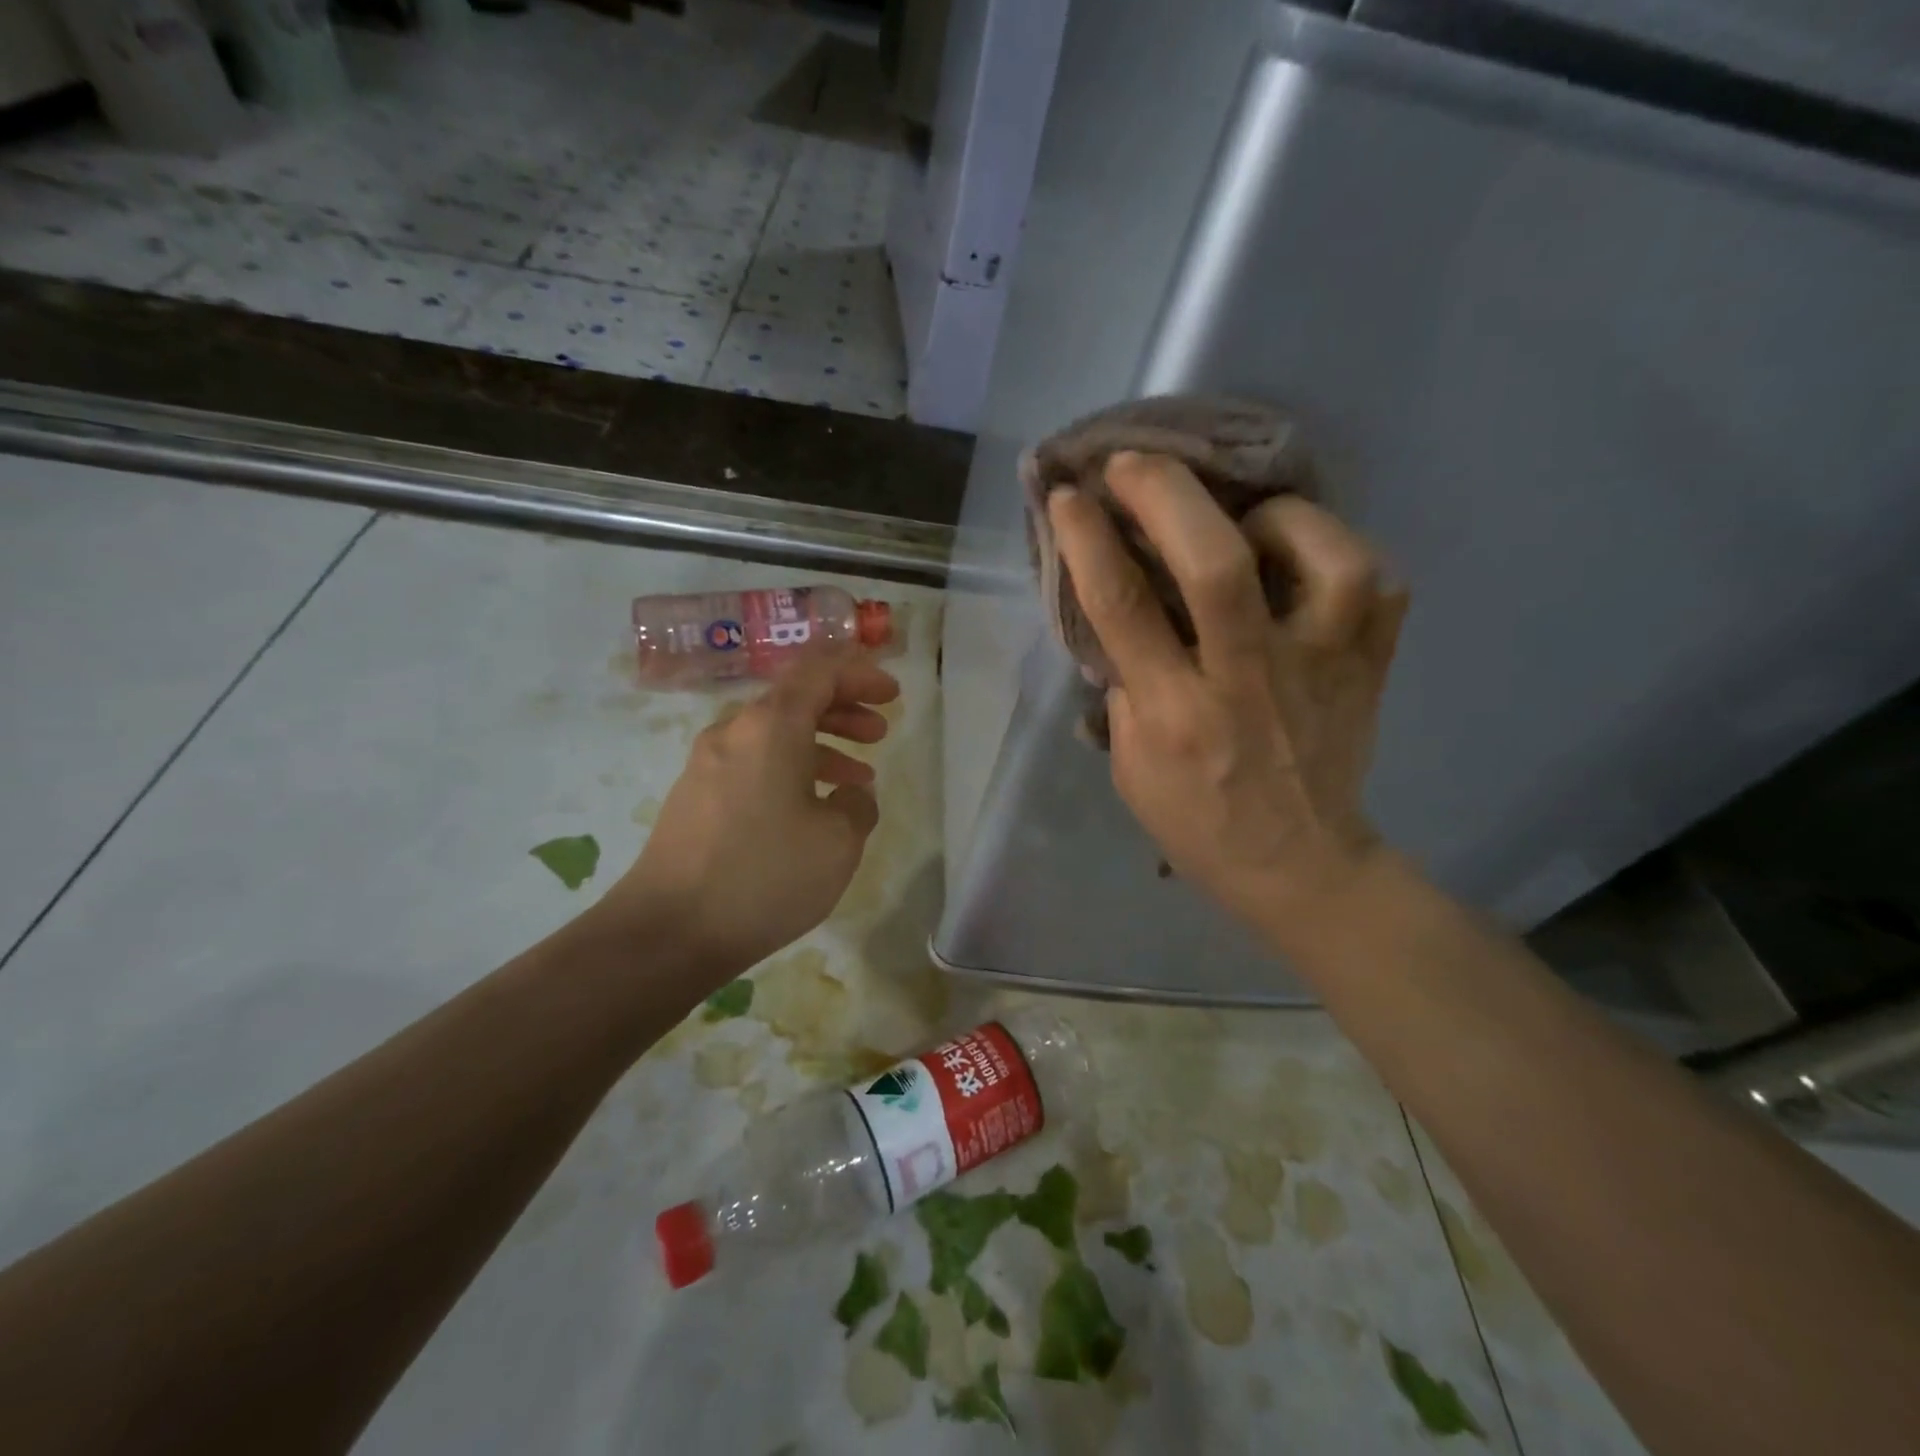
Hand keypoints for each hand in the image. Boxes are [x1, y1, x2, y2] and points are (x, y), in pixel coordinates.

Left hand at [599, 654, 898, 982]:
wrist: (668, 931)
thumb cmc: (764, 875)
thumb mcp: (838, 841)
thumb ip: (858, 805)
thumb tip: (850, 794)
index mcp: (770, 726)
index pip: (819, 672)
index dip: (860, 675)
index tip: (892, 694)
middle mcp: (733, 732)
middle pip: (794, 700)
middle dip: (843, 710)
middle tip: (879, 732)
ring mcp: (706, 764)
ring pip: (774, 735)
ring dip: (820, 745)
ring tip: (858, 777)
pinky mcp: (695, 797)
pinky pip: (753, 764)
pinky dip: (790, 770)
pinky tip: (811, 807)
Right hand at [1048, 451, 1407, 953]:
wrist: (1298, 866)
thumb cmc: (1197, 821)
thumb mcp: (1129, 766)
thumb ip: (1125, 686)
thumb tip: (1126, 613)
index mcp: (1176, 713)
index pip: (1124, 608)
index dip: (1090, 540)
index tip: (1071, 495)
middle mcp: (1248, 680)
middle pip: (1216, 566)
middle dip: (1166, 495)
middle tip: (1134, 463)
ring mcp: (1321, 669)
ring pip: (1323, 560)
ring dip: (1277, 517)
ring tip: (1246, 514)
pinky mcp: (1371, 667)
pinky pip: (1377, 586)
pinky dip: (1341, 553)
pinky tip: (1307, 558)